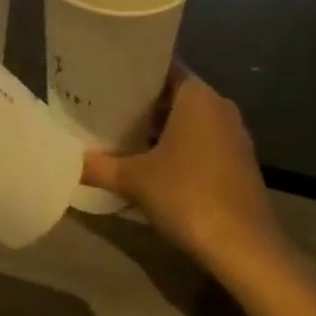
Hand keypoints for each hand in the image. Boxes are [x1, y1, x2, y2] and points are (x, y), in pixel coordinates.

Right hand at [81, 68, 284, 268]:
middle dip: (144, 101)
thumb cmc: (187, 195)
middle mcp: (219, 106)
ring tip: (125, 132)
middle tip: (107, 105)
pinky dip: (181, 145)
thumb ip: (99, 166)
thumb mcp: (134, 180)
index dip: (135, 72)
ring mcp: (234, 135)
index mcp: (197, 96)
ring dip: (162, 126)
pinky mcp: (240, 162)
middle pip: (175, 93)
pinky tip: (154, 161)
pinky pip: (204, 141)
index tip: (108, 76)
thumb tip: (70, 162)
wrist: (245, 249)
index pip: (163, 67)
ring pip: (190, 119)